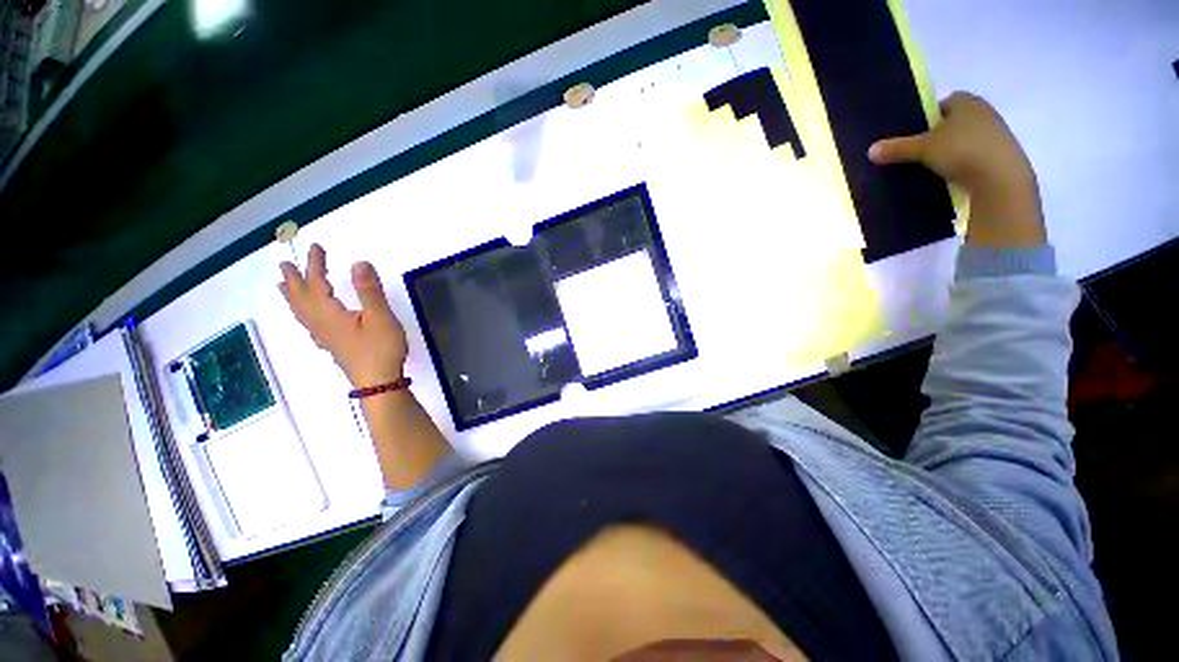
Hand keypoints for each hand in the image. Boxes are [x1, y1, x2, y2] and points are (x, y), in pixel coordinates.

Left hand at [279, 244, 407, 387]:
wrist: (378, 382)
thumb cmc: (381, 348)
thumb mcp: (380, 317)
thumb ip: (369, 290)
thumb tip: (358, 262)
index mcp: (330, 314)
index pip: (317, 283)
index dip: (315, 264)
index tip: (315, 246)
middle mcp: (321, 324)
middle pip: (301, 299)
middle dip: (294, 280)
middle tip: (284, 265)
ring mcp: (325, 337)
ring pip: (301, 313)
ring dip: (292, 296)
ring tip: (284, 286)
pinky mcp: (332, 346)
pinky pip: (308, 324)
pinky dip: (302, 314)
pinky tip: (308, 318)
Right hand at [868, 92, 1045, 246]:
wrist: (1001, 179)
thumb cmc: (962, 151)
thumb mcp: (923, 149)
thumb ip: (897, 148)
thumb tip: (870, 150)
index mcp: (966, 101)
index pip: (941, 104)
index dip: (926, 118)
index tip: (913, 135)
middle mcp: (983, 111)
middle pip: (952, 122)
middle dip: (936, 135)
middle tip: (917, 152)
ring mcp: (995, 133)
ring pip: (963, 139)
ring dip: (949, 150)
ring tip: (930, 167)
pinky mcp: (1000, 154)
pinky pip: (973, 155)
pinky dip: (961, 163)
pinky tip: (949, 176)